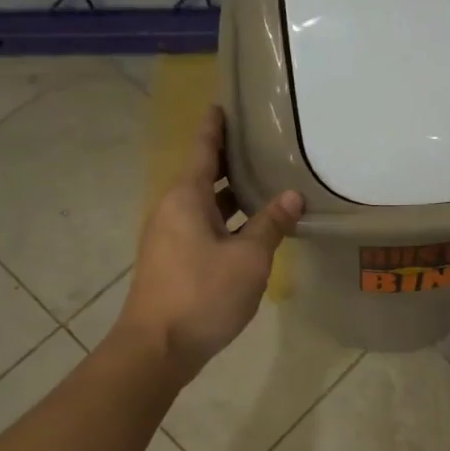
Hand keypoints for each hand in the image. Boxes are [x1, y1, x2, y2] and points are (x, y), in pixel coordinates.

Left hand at [114, 106, 302, 380]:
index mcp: (186, 197)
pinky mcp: (174, 261)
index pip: (202, 148)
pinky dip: (227, 219)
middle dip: (230, 158)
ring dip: (232, 193)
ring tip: (266, 180)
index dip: (215, 126)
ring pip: (205, 204)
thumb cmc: (202, 294)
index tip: (225, 103)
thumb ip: (270, 224)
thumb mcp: (248, 258)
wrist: (157, 347)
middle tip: (263, 142)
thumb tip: (292, 195)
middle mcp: (173, 209)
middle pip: (204, 174)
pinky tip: (253, 227)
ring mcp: (170, 237)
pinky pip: (204, 226)